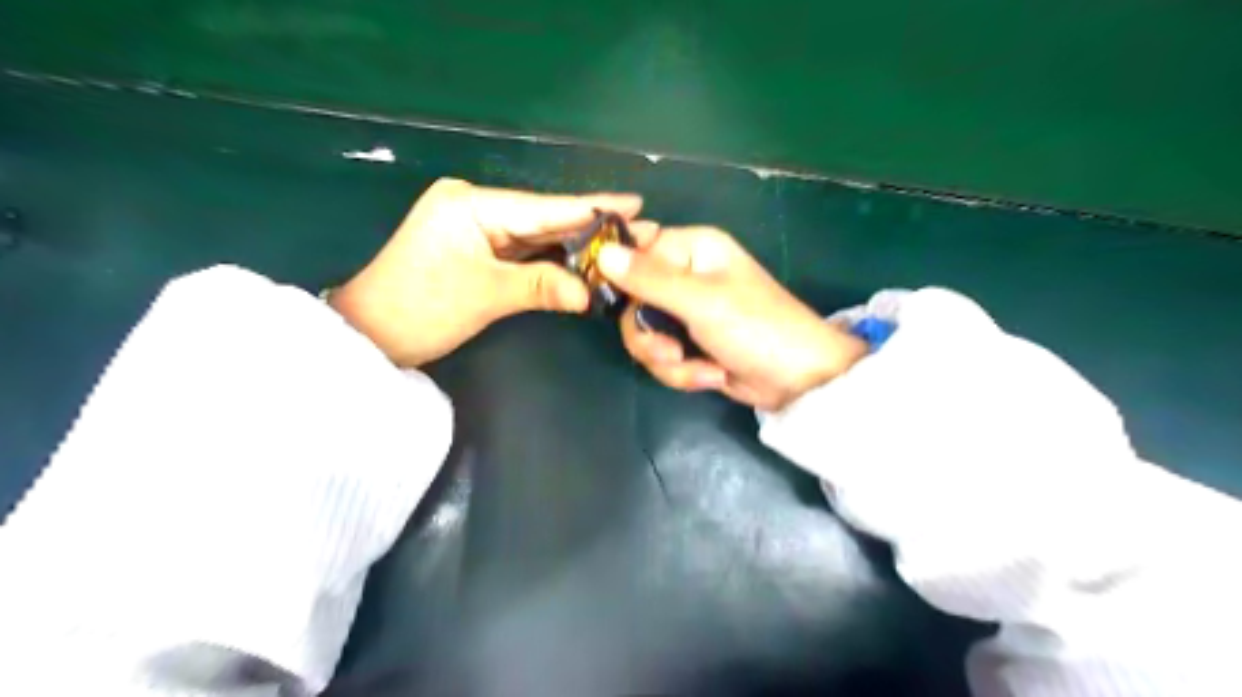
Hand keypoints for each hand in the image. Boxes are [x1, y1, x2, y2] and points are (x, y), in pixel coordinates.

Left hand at [324, 176, 645, 367]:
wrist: (371, 335)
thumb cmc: (421, 309)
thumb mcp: (486, 295)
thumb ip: (543, 286)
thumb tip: (592, 293)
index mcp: (471, 204)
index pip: (543, 207)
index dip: (591, 207)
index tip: (636, 203)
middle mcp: (475, 205)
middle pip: (542, 218)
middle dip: (589, 228)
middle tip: (639, 230)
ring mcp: (475, 227)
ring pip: (535, 236)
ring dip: (574, 246)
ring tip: (621, 246)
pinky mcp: (476, 248)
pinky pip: (523, 251)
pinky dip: (551, 260)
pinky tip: (584, 261)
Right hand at [596, 226, 865, 411]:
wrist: (797, 381)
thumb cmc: (756, 328)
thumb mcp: (700, 301)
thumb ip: (649, 279)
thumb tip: (603, 253)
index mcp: (693, 249)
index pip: (635, 251)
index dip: (620, 277)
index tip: (611, 303)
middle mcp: (685, 275)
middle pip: (632, 301)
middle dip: (649, 336)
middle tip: (670, 351)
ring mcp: (687, 312)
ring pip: (644, 334)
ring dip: (668, 360)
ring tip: (701, 370)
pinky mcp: (690, 344)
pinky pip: (662, 356)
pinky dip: (682, 372)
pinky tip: (712, 376)